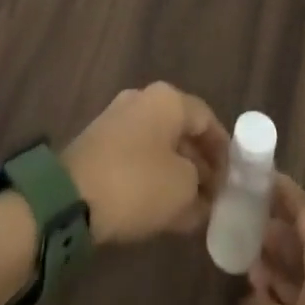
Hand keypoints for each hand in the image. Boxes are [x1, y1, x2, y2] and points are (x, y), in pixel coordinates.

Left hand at [61, 82, 228, 245]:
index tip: (233, 179)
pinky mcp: (100, 141)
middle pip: (181, 129)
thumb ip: (201, 188)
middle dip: (199, 162)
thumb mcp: (182, 190)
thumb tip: (203, 192)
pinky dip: (153, 175)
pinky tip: (160, 205)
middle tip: (213, 196)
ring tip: (190, 206)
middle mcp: (144, 98)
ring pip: (159, 144)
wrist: (71, 195)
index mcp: (168, 99)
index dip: (223, 149)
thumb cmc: (137, 183)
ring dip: (176, 171)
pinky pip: (138, 155)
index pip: (206, 118)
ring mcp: (118, 117)